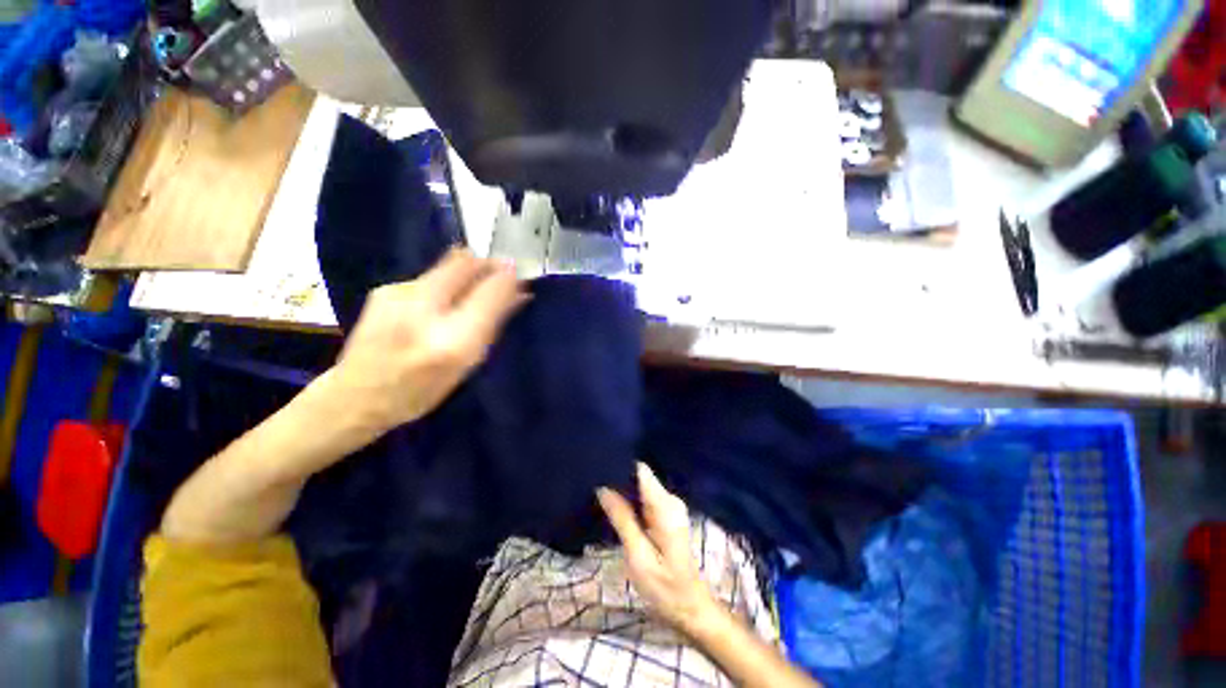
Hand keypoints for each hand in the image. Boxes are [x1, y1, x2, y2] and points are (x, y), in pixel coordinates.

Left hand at [331, 247, 526, 437]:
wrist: (355, 397)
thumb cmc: (421, 391)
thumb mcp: (467, 364)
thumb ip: (493, 325)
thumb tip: (519, 294)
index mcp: (451, 340)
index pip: (490, 291)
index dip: (508, 277)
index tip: (519, 274)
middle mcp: (423, 309)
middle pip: (465, 263)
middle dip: (488, 264)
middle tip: (502, 272)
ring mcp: (398, 294)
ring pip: (447, 266)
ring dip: (468, 273)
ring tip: (473, 291)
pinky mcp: (385, 289)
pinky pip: (430, 277)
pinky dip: (446, 283)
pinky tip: (442, 302)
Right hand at [598, 463, 719, 633]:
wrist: (690, 608)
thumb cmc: (664, 587)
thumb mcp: (638, 556)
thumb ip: (622, 519)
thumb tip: (603, 487)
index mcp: (665, 506)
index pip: (641, 470)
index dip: (620, 464)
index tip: (598, 465)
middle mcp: (670, 499)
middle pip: (640, 476)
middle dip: (618, 477)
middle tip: (592, 482)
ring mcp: (670, 506)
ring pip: (641, 486)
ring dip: (622, 489)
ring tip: (598, 491)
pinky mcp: (666, 514)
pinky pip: (644, 497)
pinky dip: (629, 500)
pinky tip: (614, 505)